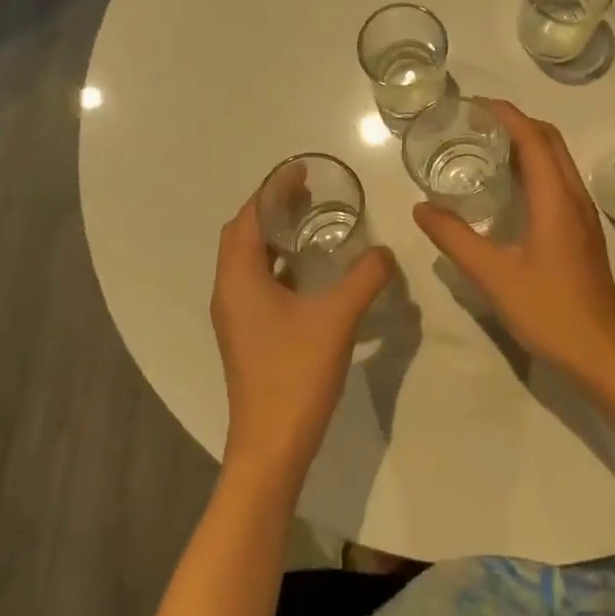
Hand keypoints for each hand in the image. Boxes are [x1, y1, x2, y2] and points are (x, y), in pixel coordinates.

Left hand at [210, 192, 393, 486]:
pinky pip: (257, 282)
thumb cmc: (296, 374)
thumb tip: (386, 252)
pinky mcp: (246, 334)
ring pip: (249, 259)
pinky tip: (308, 272)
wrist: (271, 445)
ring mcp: (235, 315)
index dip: (272, 189)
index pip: (249, 216)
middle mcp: (229, 290)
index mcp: (239, 278)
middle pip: (243, 233)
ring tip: (310, 223)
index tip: (301, 170)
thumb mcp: (338, 318)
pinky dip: (278, 264)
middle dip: (272, 208)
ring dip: (274, 236)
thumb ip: (365, 277)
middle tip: (308, 193)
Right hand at [413, 100, 614, 386]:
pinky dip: (535, 167)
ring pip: (558, 161)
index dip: (506, 115)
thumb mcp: (492, 275)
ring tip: (488, 147)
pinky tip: (510, 189)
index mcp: (556, 200)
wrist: (600, 352)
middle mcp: (574, 198)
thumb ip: (454, 238)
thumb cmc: (548, 310)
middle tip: (476, 123)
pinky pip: (559, 181)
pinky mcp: (583, 232)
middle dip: (516, 122)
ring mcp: (583, 215)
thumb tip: (422, 208)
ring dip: (528, 143)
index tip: (474, 104)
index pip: (533, 139)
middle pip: (550, 141)